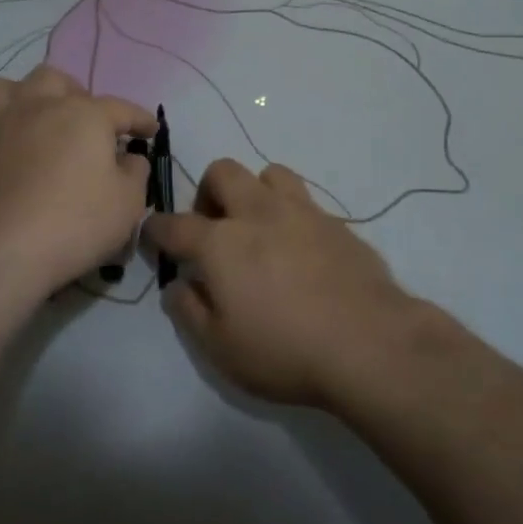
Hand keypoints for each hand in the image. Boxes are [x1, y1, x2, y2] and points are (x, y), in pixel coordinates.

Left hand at [0, 65, 156, 299]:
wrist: (2, 250)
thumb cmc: (75, 223)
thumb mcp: (128, 203)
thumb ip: (136, 172)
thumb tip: (130, 158)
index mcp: (85, 114)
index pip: (121, 108)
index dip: (140, 119)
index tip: (151, 130)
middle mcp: (41, 105)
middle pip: (58, 80)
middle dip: (76, 95)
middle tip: (86, 124)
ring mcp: (1, 122)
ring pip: (11, 87)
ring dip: (28, 98)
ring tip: (38, 120)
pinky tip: (4, 143)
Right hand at [146, 159, 417, 407]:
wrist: (369, 342)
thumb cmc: (285, 350)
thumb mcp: (221, 349)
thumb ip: (190, 312)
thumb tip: (178, 285)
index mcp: (220, 243)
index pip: (174, 225)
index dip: (157, 229)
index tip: (153, 236)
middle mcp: (257, 213)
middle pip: (222, 173)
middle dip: (208, 193)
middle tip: (214, 229)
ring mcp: (300, 211)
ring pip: (269, 173)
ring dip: (255, 192)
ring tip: (260, 227)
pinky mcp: (335, 221)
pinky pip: (305, 200)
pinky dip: (292, 215)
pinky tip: (301, 248)